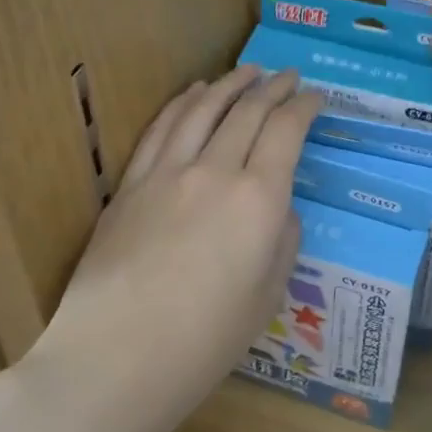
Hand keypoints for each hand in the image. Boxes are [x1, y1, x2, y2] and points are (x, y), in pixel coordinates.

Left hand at [31, 67, 321, 431]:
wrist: (114, 359)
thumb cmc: (204, 341)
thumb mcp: (268, 296)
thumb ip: (283, 240)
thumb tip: (279, 207)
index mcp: (258, 198)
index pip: (286, 130)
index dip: (304, 107)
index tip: (316, 98)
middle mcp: (215, 170)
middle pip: (248, 111)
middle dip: (274, 87)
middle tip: (289, 76)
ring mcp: (167, 172)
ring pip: (203, 109)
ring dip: (230, 83)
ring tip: (248, 72)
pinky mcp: (131, 184)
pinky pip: (162, 128)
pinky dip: (183, 103)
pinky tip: (194, 93)